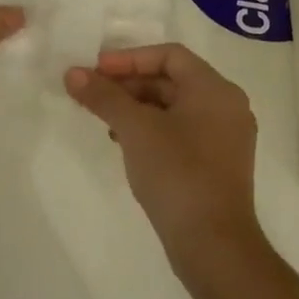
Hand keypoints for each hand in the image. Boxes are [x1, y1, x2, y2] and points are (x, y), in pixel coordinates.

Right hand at [65, 44, 259, 261]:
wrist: (213, 244)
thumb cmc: (177, 173)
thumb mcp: (134, 129)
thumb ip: (103, 96)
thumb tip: (72, 73)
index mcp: (215, 90)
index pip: (169, 55)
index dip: (129, 58)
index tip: (95, 71)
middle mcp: (226, 107)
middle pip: (171, 79)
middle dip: (128, 84)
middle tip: (93, 94)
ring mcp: (225, 137)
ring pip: (174, 107)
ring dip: (136, 107)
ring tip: (104, 120)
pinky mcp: (217, 164)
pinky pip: (180, 131)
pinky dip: (151, 129)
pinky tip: (125, 144)